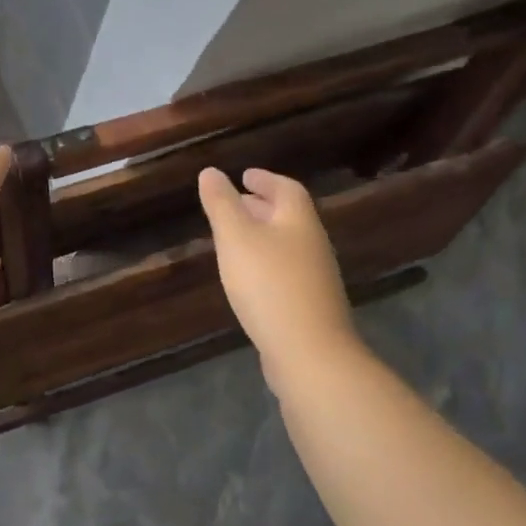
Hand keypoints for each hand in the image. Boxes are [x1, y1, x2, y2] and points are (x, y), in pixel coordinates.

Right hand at [198, 166, 359, 389]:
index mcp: (299, 221)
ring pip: (287, 245)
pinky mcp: (310, 306)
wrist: (309, 353)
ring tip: (235, 239)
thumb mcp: (236, 238)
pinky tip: (248, 279)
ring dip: (263, 235)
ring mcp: (315, 278)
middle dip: (262, 206)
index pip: (287, 188)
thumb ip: (221, 204)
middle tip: (236, 203)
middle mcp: (313, 245)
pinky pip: (286, 271)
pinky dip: (266, 263)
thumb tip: (210, 172)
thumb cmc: (269, 285)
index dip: (265, 179)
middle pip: (289, 216)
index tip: (244, 176)